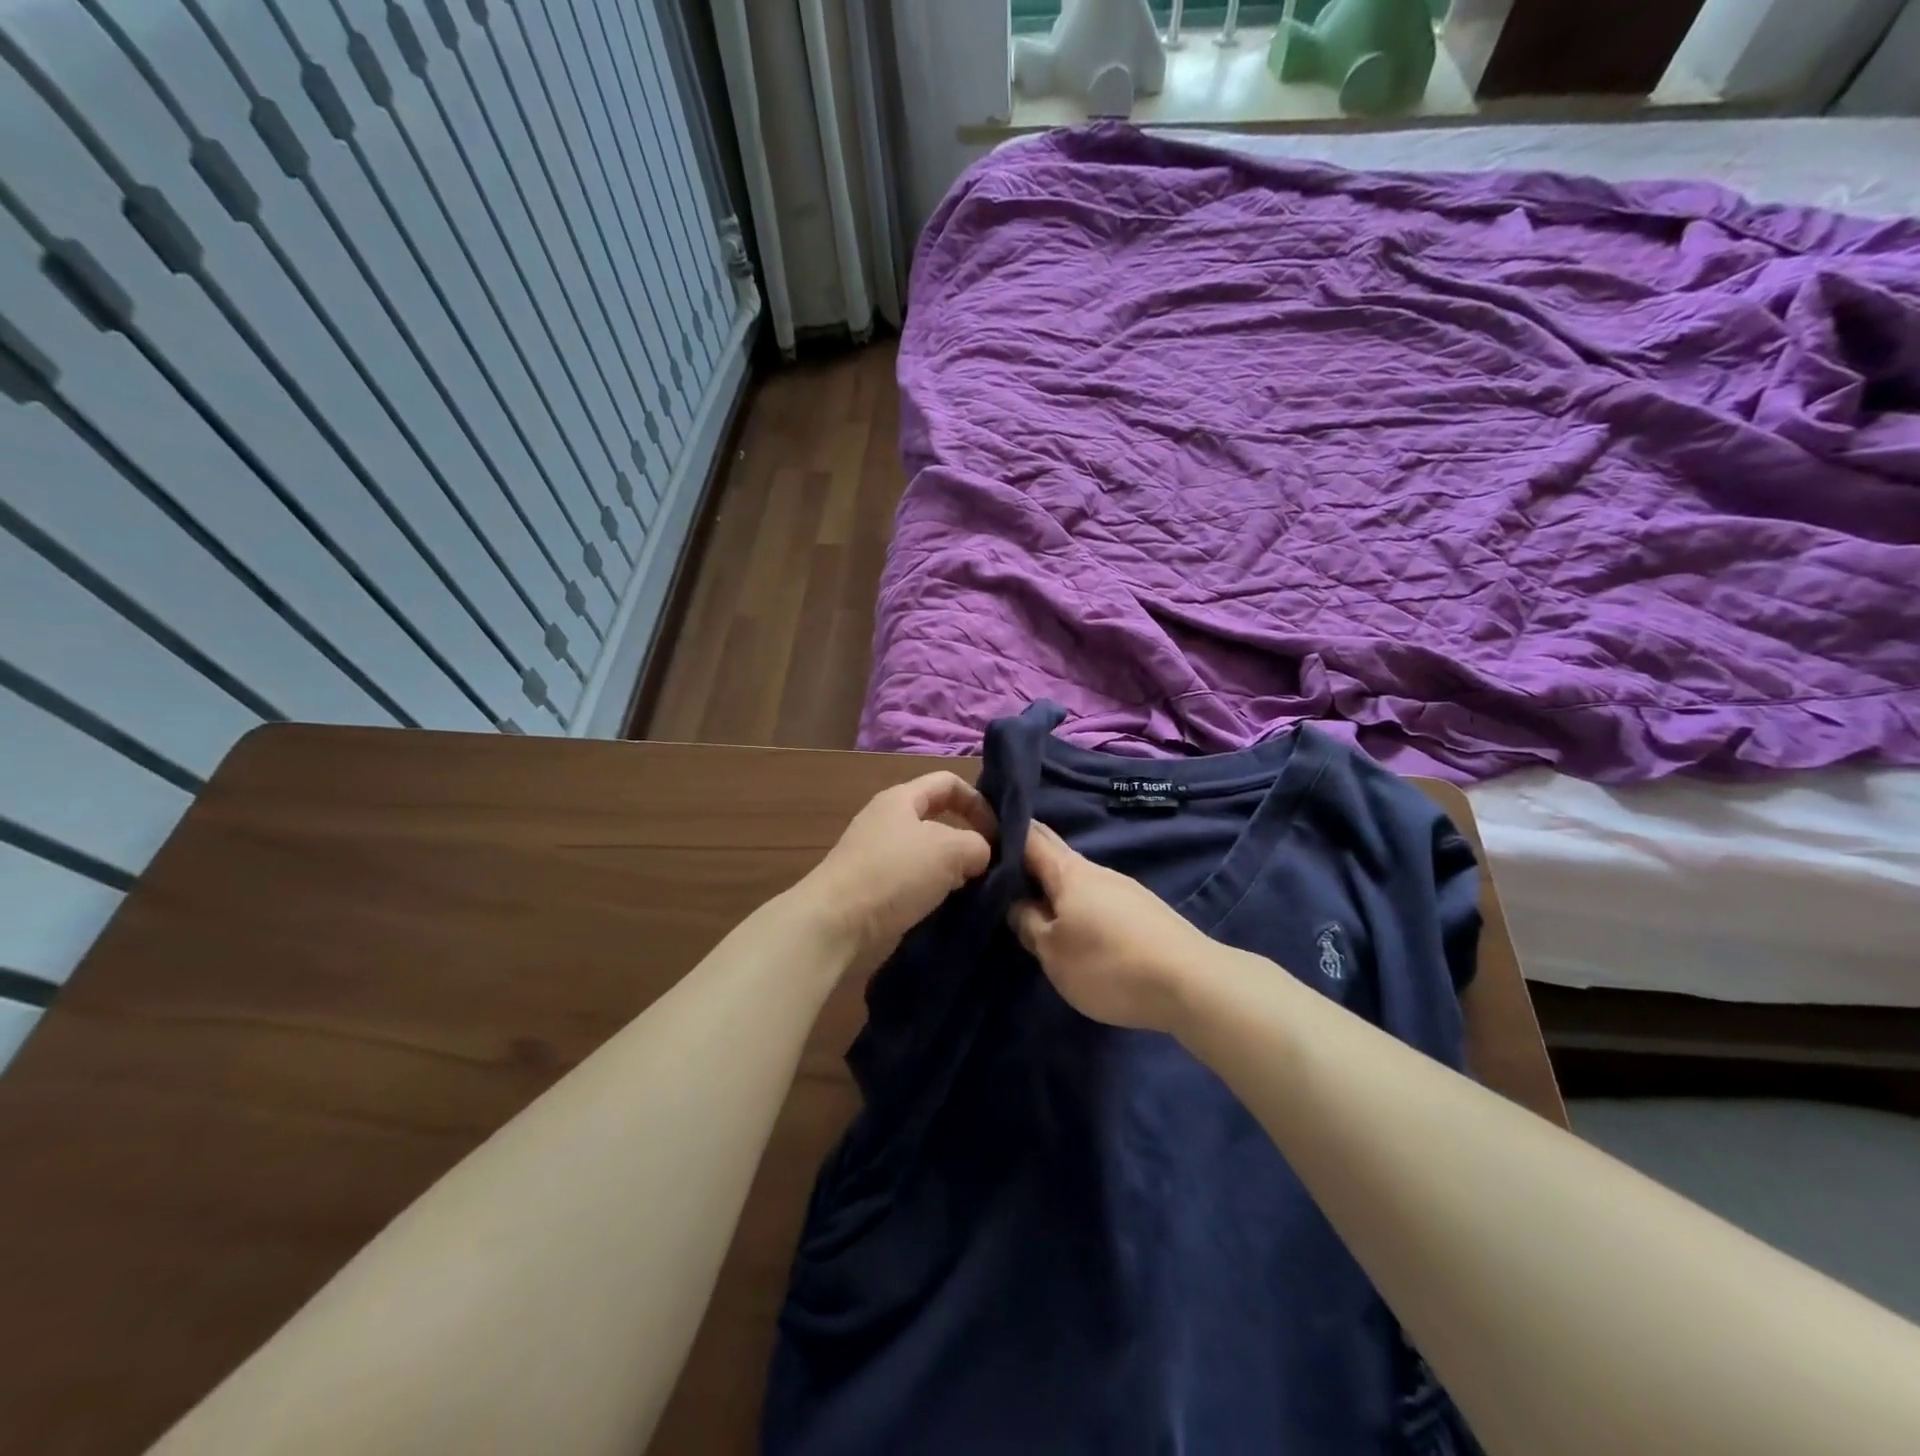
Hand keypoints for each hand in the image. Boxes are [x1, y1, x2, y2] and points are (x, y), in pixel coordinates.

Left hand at [800, 771, 996, 971]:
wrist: (835, 923)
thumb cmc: (894, 873)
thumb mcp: (950, 850)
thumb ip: (978, 845)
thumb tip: (980, 855)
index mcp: (902, 798)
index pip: (948, 782)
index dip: (979, 801)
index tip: (998, 833)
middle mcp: (887, 820)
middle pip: (938, 819)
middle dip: (968, 838)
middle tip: (990, 864)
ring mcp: (877, 854)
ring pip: (928, 853)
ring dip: (952, 868)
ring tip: (973, 889)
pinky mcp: (872, 886)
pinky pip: (913, 880)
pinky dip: (933, 890)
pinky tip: (947, 907)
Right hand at [1009, 822, 1212, 1032]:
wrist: (1191, 982)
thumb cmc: (1109, 964)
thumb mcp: (1053, 953)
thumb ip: (1028, 923)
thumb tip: (1014, 902)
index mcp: (1068, 871)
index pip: (1029, 836)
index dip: (1003, 830)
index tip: (980, 833)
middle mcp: (1096, 870)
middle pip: (1053, 852)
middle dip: (1026, 855)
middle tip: (996, 867)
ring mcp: (1122, 887)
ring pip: (1075, 876)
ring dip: (1051, 883)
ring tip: (1028, 901)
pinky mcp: (1141, 909)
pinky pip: (1096, 895)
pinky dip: (1075, 900)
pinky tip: (1072, 921)